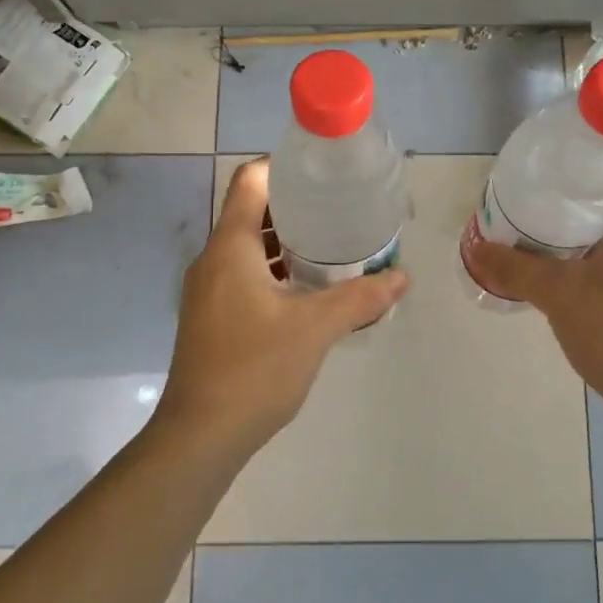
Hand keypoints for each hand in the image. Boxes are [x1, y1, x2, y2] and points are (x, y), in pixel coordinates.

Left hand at [156, 158, 407, 454]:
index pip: (250, 180)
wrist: (201, 436)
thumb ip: (360, 299)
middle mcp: (213, 259)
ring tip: (330, 245)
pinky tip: (306, 290)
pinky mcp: (211, 315)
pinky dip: (273, 270)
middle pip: (250, 211)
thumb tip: (402, 277)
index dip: (283, 166)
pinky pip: (243, 274)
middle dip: (294, 206)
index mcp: (230, 247)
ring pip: (247, 246)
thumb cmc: (255, 369)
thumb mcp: (316, 329)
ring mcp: (208, 289)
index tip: (321, 173)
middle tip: (338, 208)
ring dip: (284, 241)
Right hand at [466, 176, 602, 432]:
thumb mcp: (559, 293)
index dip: (589, 164)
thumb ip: (516, 268)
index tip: (553, 170)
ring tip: (539, 240)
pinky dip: (591, 270)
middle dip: (574, 205)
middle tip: (534, 204)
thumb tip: (477, 249)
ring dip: (581, 240)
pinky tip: (561, 283)